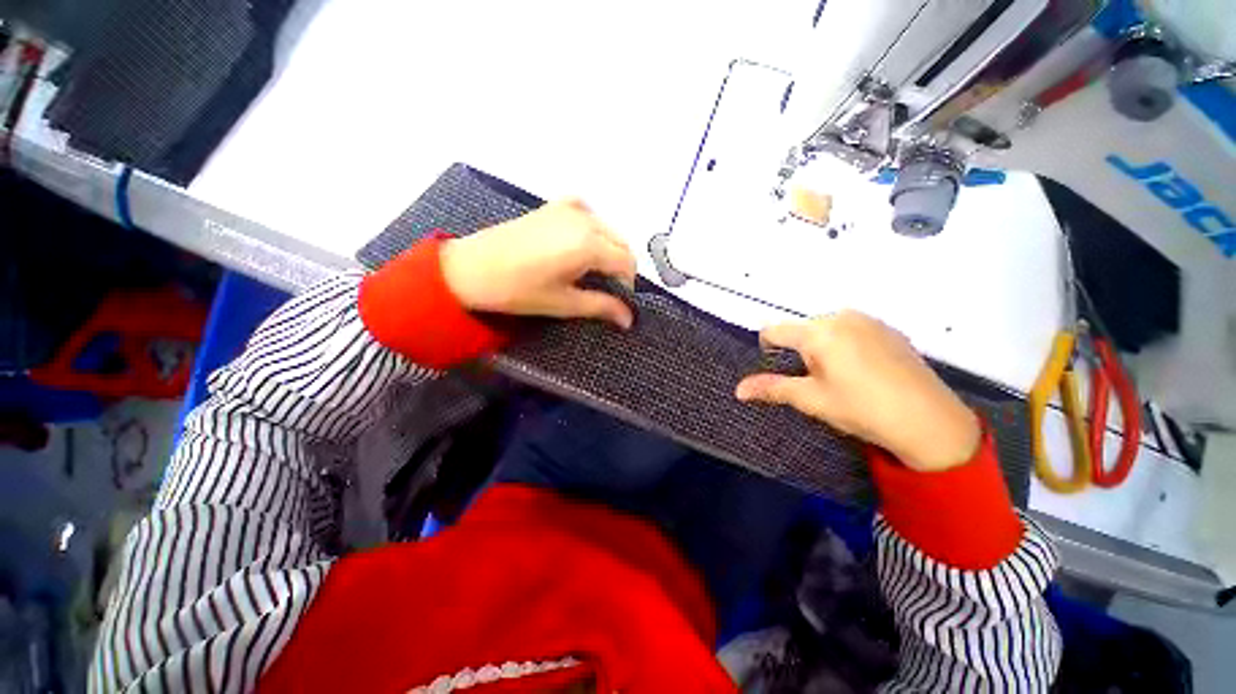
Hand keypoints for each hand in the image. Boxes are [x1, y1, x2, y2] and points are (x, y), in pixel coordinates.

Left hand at [439, 199, 636, 327]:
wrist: (470, 267)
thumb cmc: (518, 290)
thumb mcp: (563, 303)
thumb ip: (601, 307)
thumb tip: (629, 319)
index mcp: (588, 244)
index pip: (626, 262)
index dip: (628, 283)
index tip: (619, 300)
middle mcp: (585, 219)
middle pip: (621, 243)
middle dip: (621, 267)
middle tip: (606, 288)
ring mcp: (569, 208)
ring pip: (607, 229)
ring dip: (609, 250)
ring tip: (591, 271)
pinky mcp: (554, 205)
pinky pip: (588, 215)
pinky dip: (593, 230)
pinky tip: (580, 245)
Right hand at [735, 311, 979, 471]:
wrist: (930, 421)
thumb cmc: (862, 409)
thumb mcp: (811, 400)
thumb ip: (771, 388)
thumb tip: (738, 390)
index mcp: (819, 332)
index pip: (774, 330)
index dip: (768, 349)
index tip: (781, 371)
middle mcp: (842, 316)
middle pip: (802, 329)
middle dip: (800, 351)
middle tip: (818, 381)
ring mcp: (869, 319)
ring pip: (827, 329)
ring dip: (823, 347)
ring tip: (844, 377)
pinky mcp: (889, 328)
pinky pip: (852, 329)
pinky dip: (846, 344)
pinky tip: (866, 370)